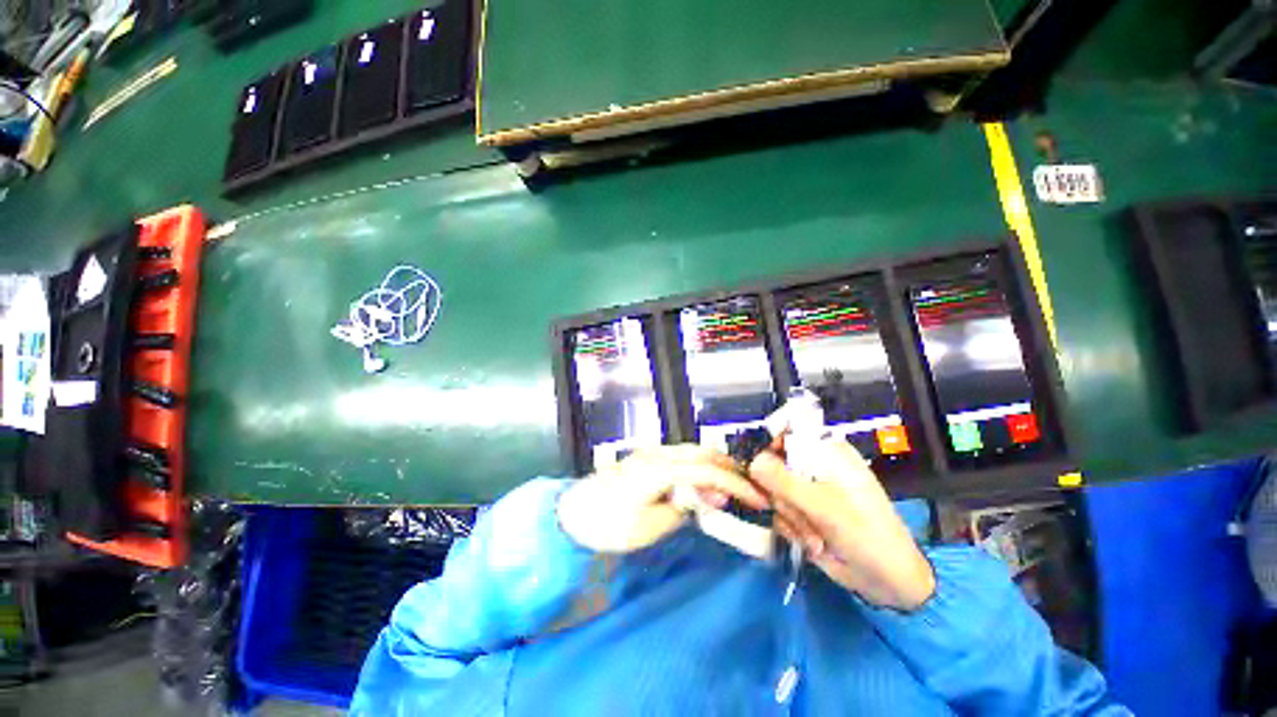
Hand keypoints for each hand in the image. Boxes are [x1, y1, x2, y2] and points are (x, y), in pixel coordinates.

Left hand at [557, 445, 768, 553]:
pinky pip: (680, 457)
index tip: (758, 498)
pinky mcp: (645, 459)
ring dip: (713, 465)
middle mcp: (658, 454)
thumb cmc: (609, 526)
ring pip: (692, 452)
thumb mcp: (651, 526)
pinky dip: (697, 467)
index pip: (708, 472)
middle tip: (748, 487)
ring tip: (729, 488)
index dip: (736, 484)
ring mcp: (650, 453)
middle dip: (729, 467)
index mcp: (661, 470)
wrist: (573, 514)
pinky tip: (701, 483)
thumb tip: (699, 497)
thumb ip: (681, 507)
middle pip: (702, 453)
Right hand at [749, 438, 935, 611]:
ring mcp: (806, 491)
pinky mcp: (801, 513)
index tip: (764, 471)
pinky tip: (814, 543)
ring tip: (817, 535)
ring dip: (791, 517)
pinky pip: (778, 513)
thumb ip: (784, 482)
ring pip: (773, 491)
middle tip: (804, 512)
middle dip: (785, 496)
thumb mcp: (824, 506)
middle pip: (773, 466)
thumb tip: (752, 462)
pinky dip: (793, 530)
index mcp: (826, 453)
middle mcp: (814, 467)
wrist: (887, 582)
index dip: (771, 450)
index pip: (787, 436)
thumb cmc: (865, 534)